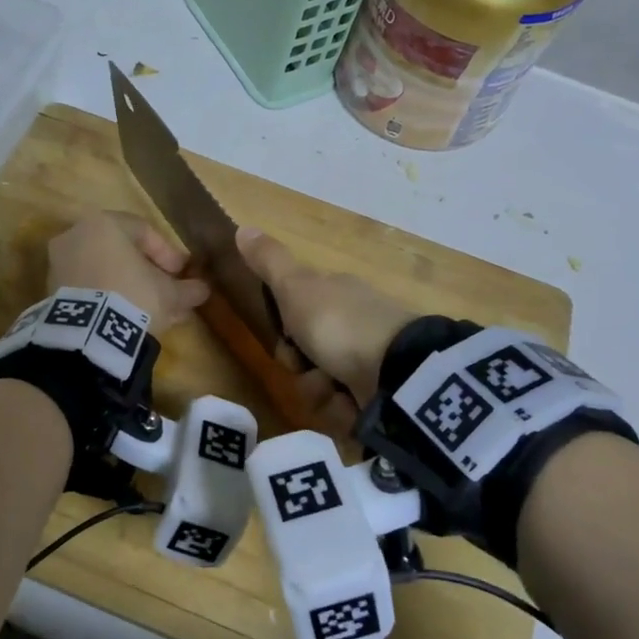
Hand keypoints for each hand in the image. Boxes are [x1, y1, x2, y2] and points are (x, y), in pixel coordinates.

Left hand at [47, 212, 209, 333]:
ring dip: (128, 287)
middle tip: (167, 293)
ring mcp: (59, 263)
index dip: (168, 253)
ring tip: (151, 311)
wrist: (87, 334)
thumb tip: (202, 289)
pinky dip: (107, 297)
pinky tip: (126, 318)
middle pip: (121, 251)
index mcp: (104, 224)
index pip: (143, 231)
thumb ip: (187, 288)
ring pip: (104, 270)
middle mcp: (77, 235)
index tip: (182, 274)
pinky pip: (88, 287)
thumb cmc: (133, 296)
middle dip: (147, 273)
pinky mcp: (51, 291)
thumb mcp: (169, 294)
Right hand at [237, 227, 416, 402]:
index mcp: (338, 296)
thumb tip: (241, 227)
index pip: (299, 317)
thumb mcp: (296, 287)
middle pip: (309, 357)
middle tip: (306, 367)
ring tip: (335, 391)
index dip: (285, 334)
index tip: (285, 340)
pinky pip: (348, 410)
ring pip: (325, 388)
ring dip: (321, 394)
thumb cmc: (338, 323)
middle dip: (303, 371)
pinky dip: (345, 411)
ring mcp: (373, 362)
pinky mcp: (385, 396)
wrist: (396, 370)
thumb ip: (269, 262)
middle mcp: (355, 326)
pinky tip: (353, 405)